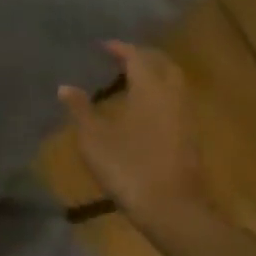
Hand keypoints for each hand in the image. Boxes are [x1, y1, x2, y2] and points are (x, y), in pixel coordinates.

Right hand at [59, 42, 212, 251]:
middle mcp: (172, 98)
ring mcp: (185, 118)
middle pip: (164, 65)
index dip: (120, 48)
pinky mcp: (189, 138)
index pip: (138, 57)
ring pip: (174, 84)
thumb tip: (66, 87)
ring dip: (155, 74)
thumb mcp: (93, 139)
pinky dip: (159, 93)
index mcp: (150, 91)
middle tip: (120, 56)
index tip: (102, 45)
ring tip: (129, 78)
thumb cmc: (129, 168)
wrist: (172, 210)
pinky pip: (175, 102)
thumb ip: (80, 109)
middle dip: (144, 56)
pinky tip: (142, 107)